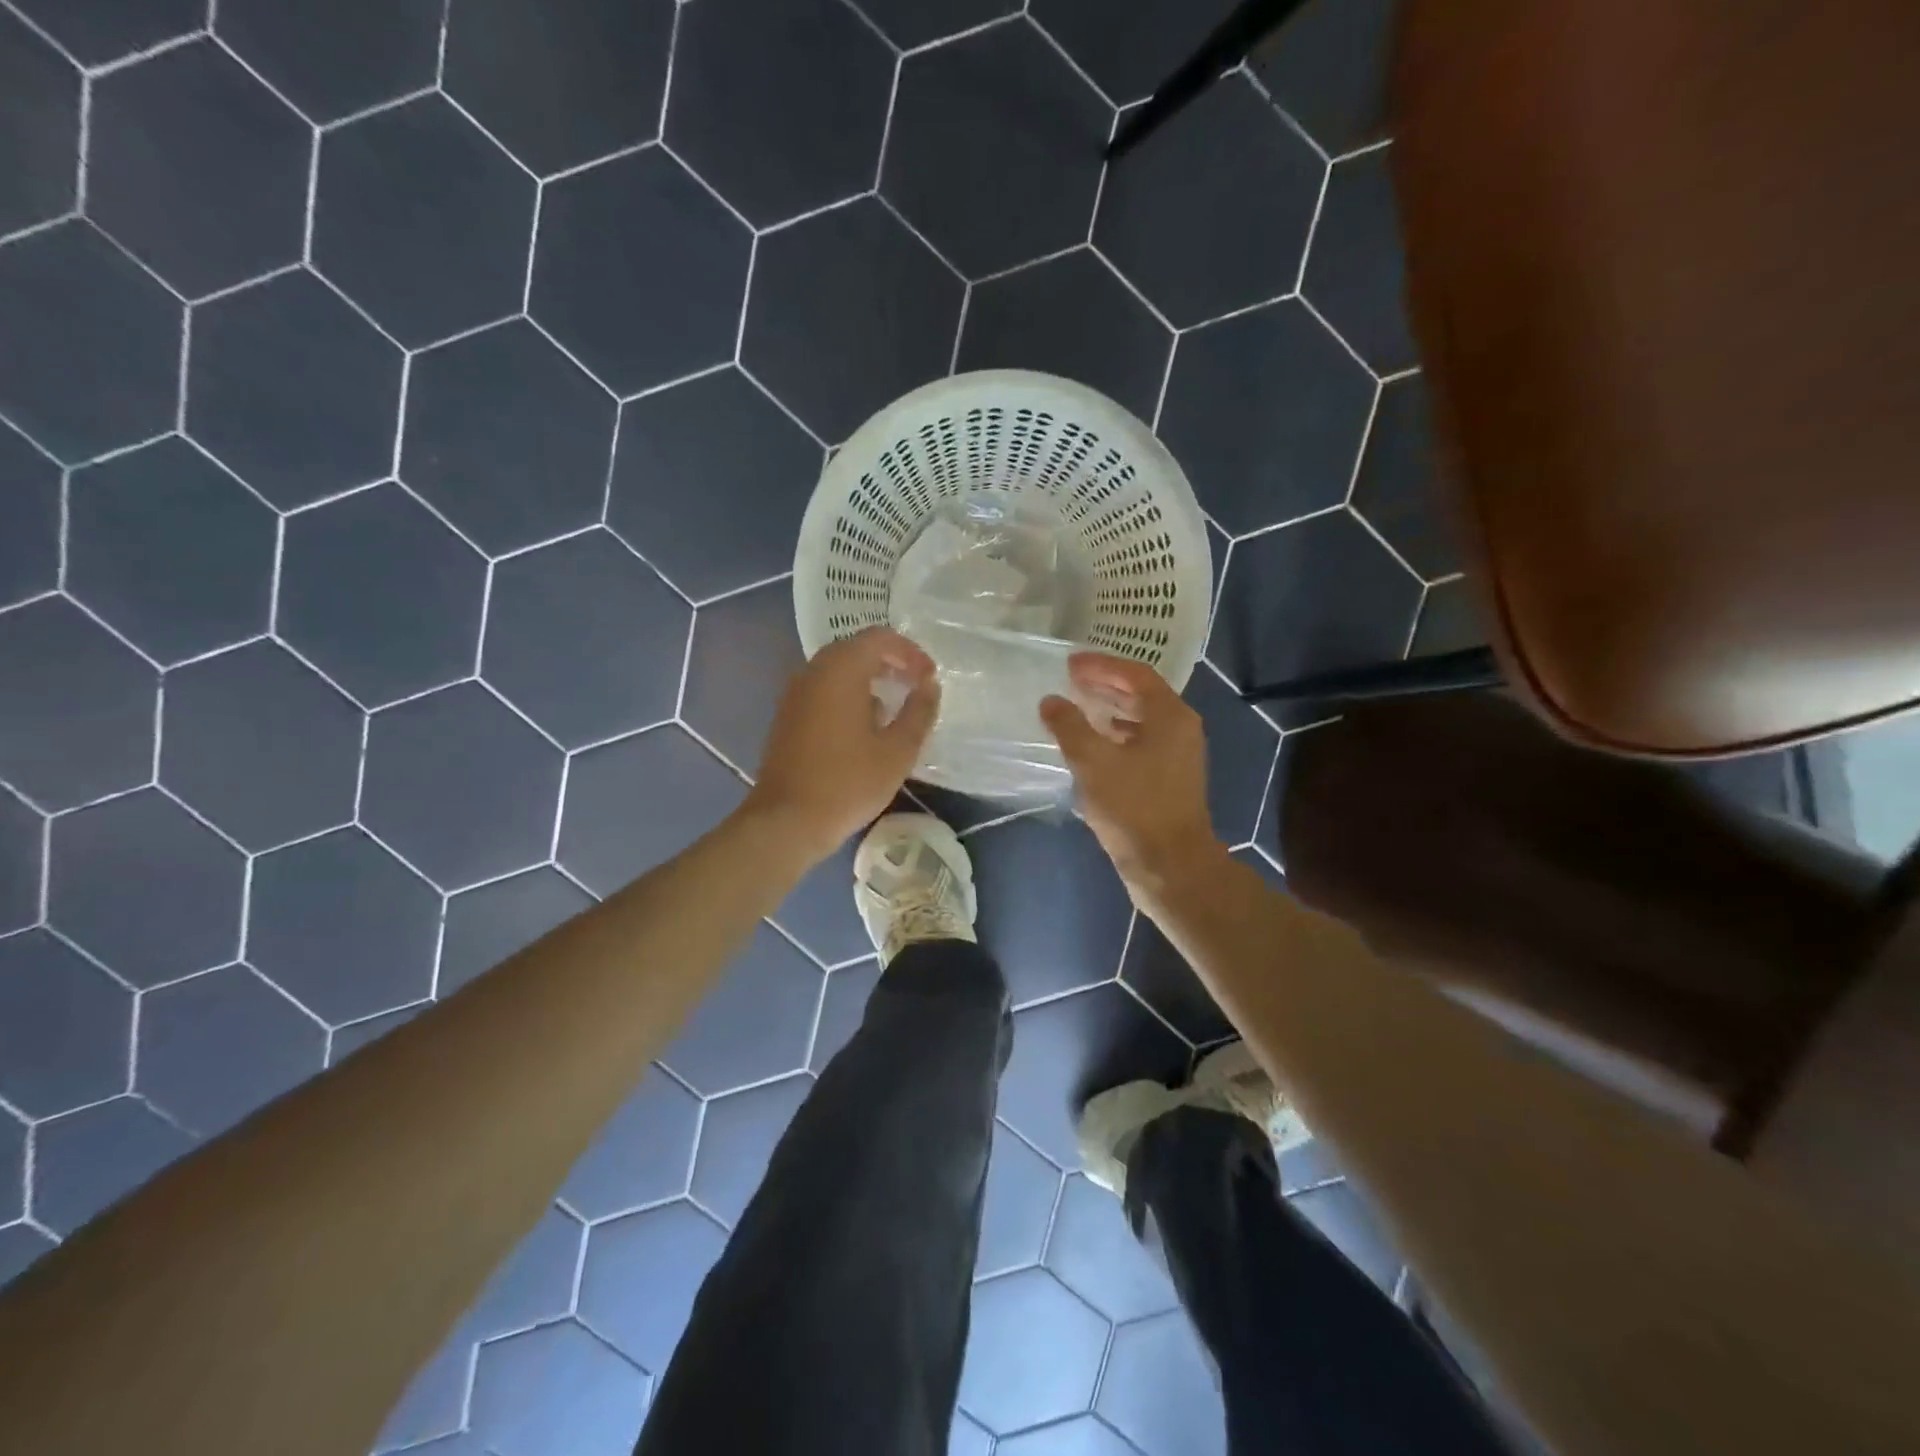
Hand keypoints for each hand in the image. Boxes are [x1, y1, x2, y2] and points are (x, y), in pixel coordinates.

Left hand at [746, 627, 939, 861]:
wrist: (787, 821)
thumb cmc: (848, 783)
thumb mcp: (898, 751)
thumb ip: (919, 711)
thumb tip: (929, 685)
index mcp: (841, 670)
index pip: (879, 638)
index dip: (910, 652)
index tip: (929, 679)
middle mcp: (813, 671)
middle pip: (856, 648)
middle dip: (890, 662)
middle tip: (915, 687)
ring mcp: (795, 693)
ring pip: (838, 669)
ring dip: (868, 679)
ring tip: (893, 708)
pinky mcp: (787, 715)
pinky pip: (823, 689)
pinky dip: (848, 694)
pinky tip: (863, 727)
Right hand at [1040, 654, 1223, 893]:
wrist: (1170, 866)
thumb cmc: (1134, 808)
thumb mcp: (1093, 762)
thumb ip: (1070, 726)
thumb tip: (1051, 702)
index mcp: (1170, 716)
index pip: (1135, 674)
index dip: (1101, 665)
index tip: (1069, 664)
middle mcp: (1180, 729)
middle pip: (1141, 694)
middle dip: (1105, 684)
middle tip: (1070, 681)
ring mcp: (1178, 756)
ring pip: (1141, 720)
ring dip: (1110, 710)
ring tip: (1078, 707)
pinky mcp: (1170, 780)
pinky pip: (1141, 743)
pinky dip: (1116, 736)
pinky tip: (1094, 746)